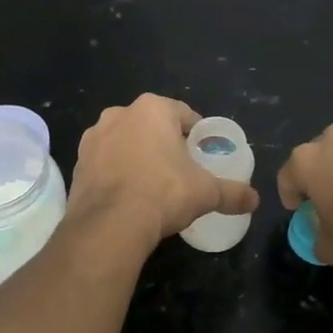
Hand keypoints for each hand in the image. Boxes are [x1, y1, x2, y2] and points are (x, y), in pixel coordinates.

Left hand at [68, 95, 259, 249]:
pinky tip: (127, 195)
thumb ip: (232, 192)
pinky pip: (104, 163)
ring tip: (152, 184)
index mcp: (152, 109)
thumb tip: (254, 199)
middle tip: (179, 169)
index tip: (201, 152)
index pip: (182, 113)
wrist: (110, 223)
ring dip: (136, 155)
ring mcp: (93, 138)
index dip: (195, 132)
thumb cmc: (163, 193)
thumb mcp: (206, 193)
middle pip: (150, 125)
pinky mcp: (78, 163)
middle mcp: (119, 114)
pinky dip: (116, 173)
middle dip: (163, 142)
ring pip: (124, 142)